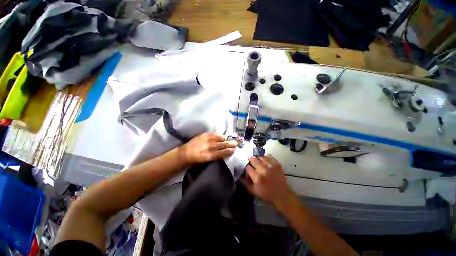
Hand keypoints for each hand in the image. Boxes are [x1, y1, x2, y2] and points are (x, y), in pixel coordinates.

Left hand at [179, 133, 236, 164]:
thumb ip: (216, 157)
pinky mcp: (203, 135)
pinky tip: (221, 136)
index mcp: (209, 155)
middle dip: (230, 144)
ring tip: (229, 139)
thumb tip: (224, 154)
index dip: (229, 151)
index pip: (222, 152)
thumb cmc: (196, 160)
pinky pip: (213, 134)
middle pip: (222, 145)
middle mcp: (208, 147)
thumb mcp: (206, 161)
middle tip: (236, 143)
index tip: (234, 150)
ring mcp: (206, 140)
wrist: (185, 153)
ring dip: (225, 139)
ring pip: (218, 138)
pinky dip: (218, 135)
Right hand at [241, 154, 293, 207]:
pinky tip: (265, 161)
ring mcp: (270, 165)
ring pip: (260, 157)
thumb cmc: (266, 194)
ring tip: (258, 163)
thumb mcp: (253, 191)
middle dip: (250, 161)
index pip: (247, 167)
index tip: (247, 170)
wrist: (281, 195)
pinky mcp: (276, 163)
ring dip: (257, 159)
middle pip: (252, 159)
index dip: (246, 168)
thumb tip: (239, 174)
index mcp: (257, 177)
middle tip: (252, 164)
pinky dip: (265, 157)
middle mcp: (263, 169)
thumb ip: (244, 182)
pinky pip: (268, 156)